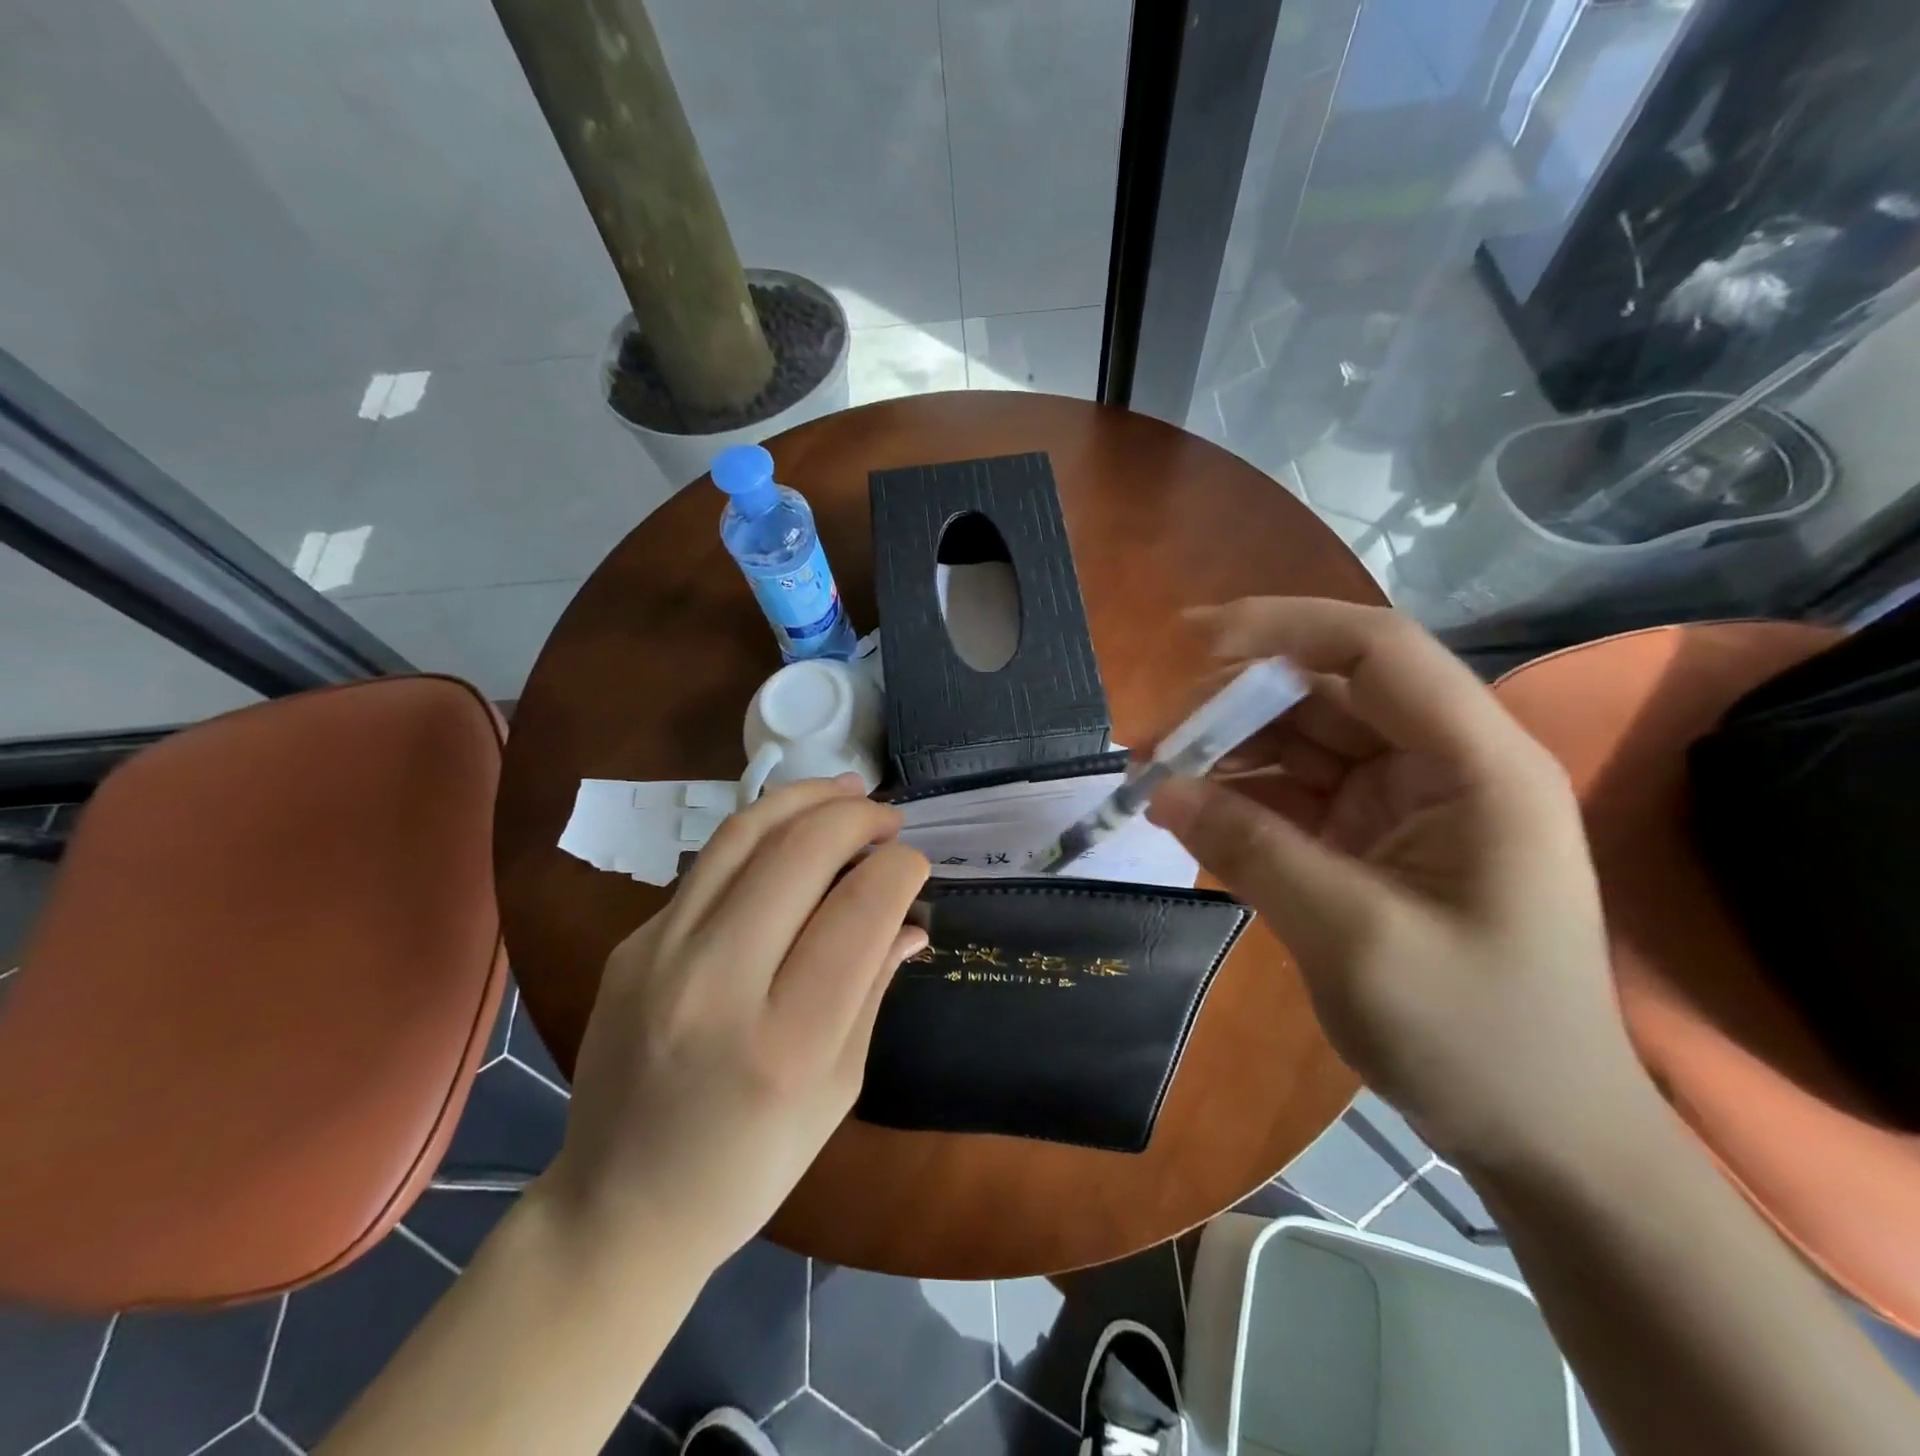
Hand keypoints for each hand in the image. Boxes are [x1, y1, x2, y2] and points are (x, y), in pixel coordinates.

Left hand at [541, 777, 928, 1265]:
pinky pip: (709, 866)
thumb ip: (873, 989)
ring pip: (744, 834)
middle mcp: (718, 983)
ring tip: (846, 791)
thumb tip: (909, 920)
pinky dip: (762, 834)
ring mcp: (661, 955)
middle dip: (858, 817)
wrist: (617, 1206)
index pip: (861, 908)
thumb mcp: (838, 1089)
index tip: (915, 865)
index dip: (901, 868)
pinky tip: (791, 836)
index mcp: (788, 1040)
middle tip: (888, 818)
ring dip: (805, 798)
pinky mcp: (632, 944)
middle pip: (801, 852)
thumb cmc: (750, 1166)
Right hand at [1148, 598, 1654, 1170]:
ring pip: (1299, 743)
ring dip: (1226, 753)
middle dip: (1233, 707)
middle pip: (1325, 695)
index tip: (1191, 642)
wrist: (1538, 1134)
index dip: (1283, 628)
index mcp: (1475, 764)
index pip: (1377, 651)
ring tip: (1153, 779)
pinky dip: (1239, 799)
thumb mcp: (1353, 937)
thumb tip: (1160, 789)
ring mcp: (1403, 803)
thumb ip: (1253, 850)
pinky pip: (1293, 795)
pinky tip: (1189, 813)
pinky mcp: (1370, 840)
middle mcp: (1441, 765)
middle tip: (1150, 743)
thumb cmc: (1476, 1036)